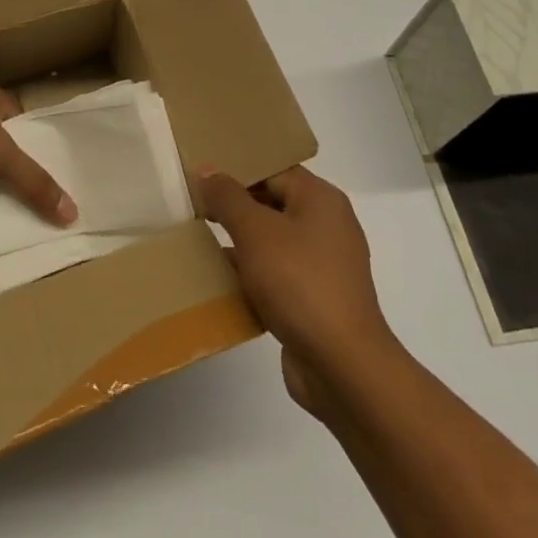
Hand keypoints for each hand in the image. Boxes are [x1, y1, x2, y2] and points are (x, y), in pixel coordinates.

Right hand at [196, 165, 394, 417]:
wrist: (343, 368)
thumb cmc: (300, 283)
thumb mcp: (255, 232)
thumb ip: (227, 197)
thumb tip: (206, 170)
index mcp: (320, 199)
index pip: (272, 169)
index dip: (236, 169)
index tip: (201, 175)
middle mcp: (326, 226)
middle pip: (272, 203)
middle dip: (233, 206)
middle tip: (193, 206)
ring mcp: (323, 265)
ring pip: (272, 242)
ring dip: (239, 243)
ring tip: (198, 241)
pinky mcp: (315, 300)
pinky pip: (277, 275)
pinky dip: (251, 276)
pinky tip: (220, 282)